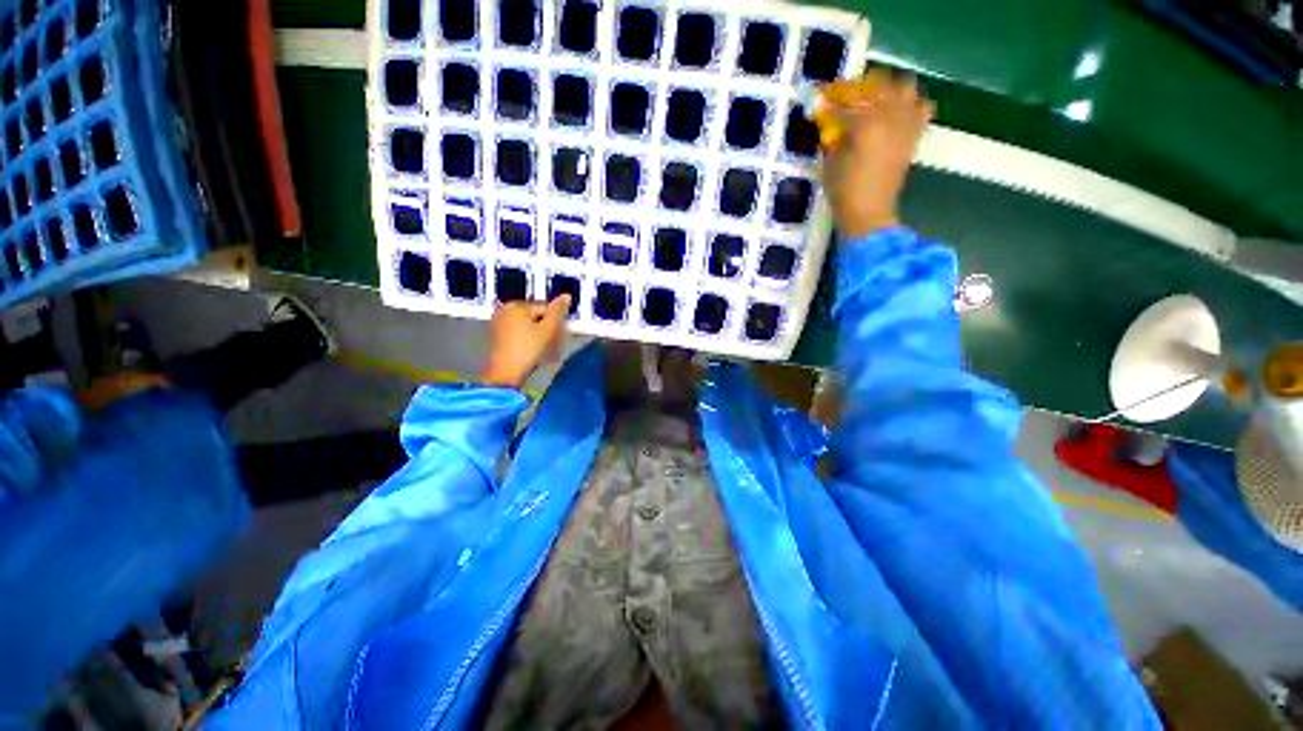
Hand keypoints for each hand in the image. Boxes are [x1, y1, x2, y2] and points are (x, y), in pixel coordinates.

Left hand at [479, 295, 572, 387]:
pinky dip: (526, 340)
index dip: (555, 323)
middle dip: (545, 328)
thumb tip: (566, 295)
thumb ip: (558, 311)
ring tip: (542, 350)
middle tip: (552, 345)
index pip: (545, 308)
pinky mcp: (496, 336)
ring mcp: (498, 323)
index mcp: (517, 305)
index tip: (558, 337)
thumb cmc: (529, 349)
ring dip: (537, 335)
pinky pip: (517, 333)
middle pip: (535, 316)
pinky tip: (530, 352)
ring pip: (527, 325)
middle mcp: (505, 309)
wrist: (505, 373)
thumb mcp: (548, 330)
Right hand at [820, 70, 934, 238]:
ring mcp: (906, 124)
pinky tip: (897, 113)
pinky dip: (910, 104)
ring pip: (905, 88)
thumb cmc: (845, 192)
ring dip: (889, 89)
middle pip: (879, 85)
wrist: (870, 213)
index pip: (847, 102)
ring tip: (875, 99)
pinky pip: (922, 108)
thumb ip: (833, 137)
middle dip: (861, 87)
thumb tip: (830, 122)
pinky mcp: (914, 136)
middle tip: (847, 97)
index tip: (821, 99)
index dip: (832, 100)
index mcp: (866, 124)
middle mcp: (890, 117)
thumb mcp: (830, 164)